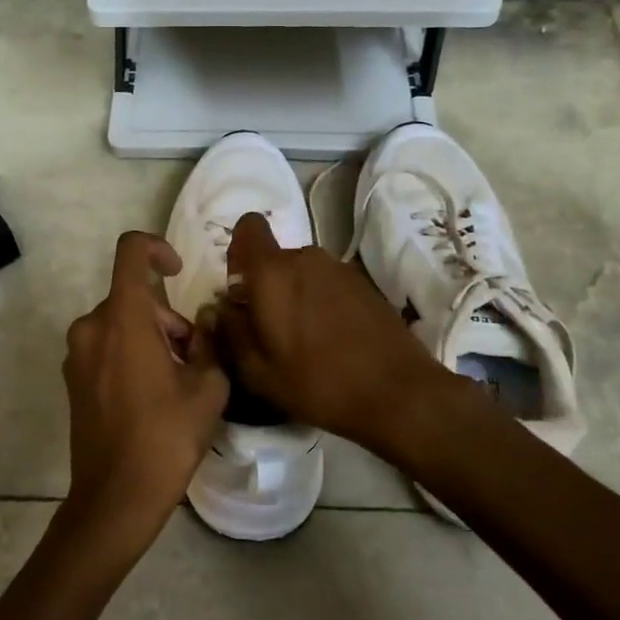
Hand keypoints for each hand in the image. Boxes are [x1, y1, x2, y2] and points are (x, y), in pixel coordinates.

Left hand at [61, 231, 228, 553]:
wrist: (115, 497)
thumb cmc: (165, 438)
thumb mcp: (207, 388)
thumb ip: (210, 343)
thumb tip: (204, 322)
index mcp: (123, 319)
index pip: (130, 251)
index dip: (156, 248)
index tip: (178, 272)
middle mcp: (92, 326)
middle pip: (133, 297)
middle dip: (167, 317)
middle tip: (194, 355)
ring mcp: (77, 353)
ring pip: (120, 322)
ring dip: (151, 336)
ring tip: (177, 379)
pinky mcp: (73, 377)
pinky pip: (105, 345)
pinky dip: (130, 352)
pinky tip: (151, 393)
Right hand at [212, 213, 445, 457]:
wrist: (398, 393)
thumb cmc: (317, 382)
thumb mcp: (258, 371)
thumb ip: (231, 332)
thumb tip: (221, 309)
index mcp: (273, 272)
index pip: (248, 227)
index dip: (239, 251)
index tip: (242, 288)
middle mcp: (306, 258)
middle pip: (275, 259)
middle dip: (267, 287)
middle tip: (270, 331)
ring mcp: (340, 269)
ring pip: (303, 273)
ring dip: (296, 297)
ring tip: (304, 341)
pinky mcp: (365, 284)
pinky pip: (328, 285)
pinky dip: (322, 304)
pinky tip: (332, 342)